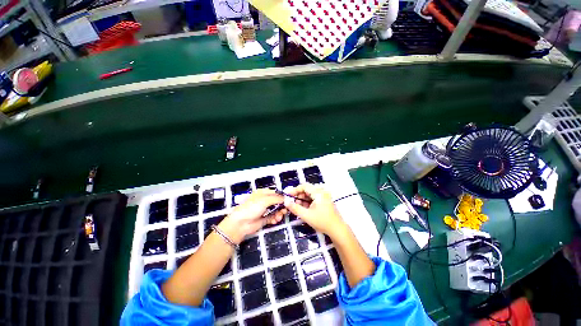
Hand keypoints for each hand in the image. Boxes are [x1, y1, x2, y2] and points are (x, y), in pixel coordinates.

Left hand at [218, 189, 284, 243]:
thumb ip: (276, 198)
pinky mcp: (265, 218)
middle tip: (285, 210)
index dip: (282, 196)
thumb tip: (286, 198)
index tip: (289, 200)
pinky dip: (275, 219)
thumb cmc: (251, 208)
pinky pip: (274, 217)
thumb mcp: (264, 200)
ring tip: (278, 217)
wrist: (241, 224)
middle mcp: (264, 200)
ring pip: (277, 210)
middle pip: (277, 202)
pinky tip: (275, 220)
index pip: (276, 192)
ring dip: (279, 213)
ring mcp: (265, 210)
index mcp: (263, 193)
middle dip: (282, 206)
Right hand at [285, 183, 347, 238]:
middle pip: (307, 190)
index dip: (295, 190)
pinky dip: (307, 203)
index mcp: (318, 193)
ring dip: (302, 200)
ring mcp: (324, 197)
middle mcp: (321, 192)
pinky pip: (313, 199)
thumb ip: (295, 208)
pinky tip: (304, 209)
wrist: (337, 230)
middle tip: (292, 203)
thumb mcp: (306, 215)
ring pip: (310, 195)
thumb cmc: (322, 221)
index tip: (288, 196)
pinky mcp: (324, 202)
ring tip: (297, 207)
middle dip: (298, 196)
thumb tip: (286, 202)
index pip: (304, 186)